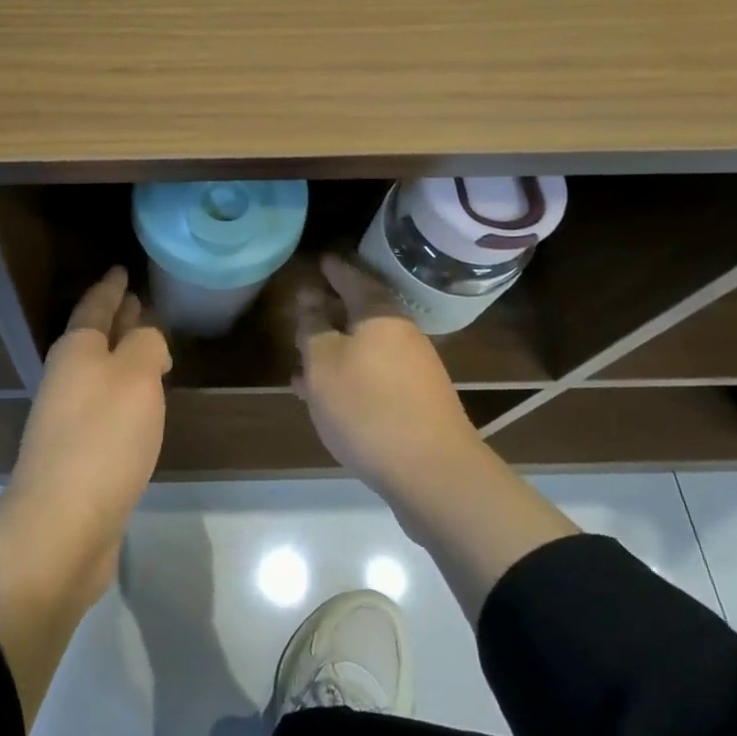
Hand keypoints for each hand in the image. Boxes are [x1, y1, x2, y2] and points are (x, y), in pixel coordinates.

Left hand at [5, 266, 171, 595]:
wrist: (63, 524)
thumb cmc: (103, 437)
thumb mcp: (136, 375)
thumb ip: (146, 345)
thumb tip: (147, 342)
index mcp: (76, 351)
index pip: (94, 306)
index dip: (110, 287)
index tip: (121, 268)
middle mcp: (67, 378)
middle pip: (95, 338)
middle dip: (117, 319)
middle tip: (138, 300)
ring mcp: (69, 418)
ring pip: (101, 372)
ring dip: (122, 356)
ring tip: (149, 346)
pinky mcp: (79, 455)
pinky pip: (106, 406)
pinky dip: (125, 394)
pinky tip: (142, 403)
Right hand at [295, 254, 484, 516]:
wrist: (433, 474)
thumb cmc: (367, 406)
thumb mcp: (323, 362)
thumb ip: (312, 325)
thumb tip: (309, 295)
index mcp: (380, 316)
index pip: (354, 280)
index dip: (335, 271)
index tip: (321, 261)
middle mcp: (402, 337)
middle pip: (363, 315)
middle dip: (333, 313)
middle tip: (306, 310)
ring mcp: (414, 372)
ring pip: (366, 350)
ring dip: (336, 352)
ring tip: (303, 363)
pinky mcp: (417, 405)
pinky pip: (374, 378)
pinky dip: (349, 379)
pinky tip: (327, 399)